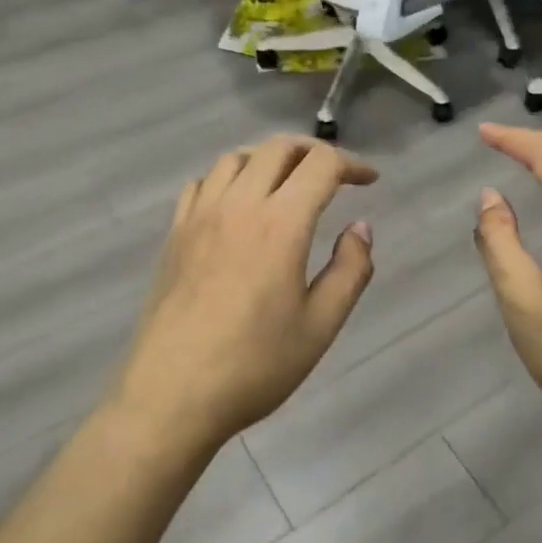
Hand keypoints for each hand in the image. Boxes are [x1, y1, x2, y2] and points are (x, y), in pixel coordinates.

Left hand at [111, 135, 377, 453]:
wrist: (172, 394)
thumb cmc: (254, 365)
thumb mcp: (320, 326)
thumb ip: (350, 270)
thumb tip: (361, 227)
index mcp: (280, 224)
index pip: (320, 164)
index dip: (352, 164)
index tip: (369, 181)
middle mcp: (238, 204)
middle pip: (277, 148)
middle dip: (312, 151)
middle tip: (333, 175)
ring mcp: (200, 216)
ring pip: (236, 158)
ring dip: (268, 159)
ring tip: (286, 184)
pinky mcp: (175, 233)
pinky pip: (201, 183)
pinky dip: (227, 178)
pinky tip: (235, 204)